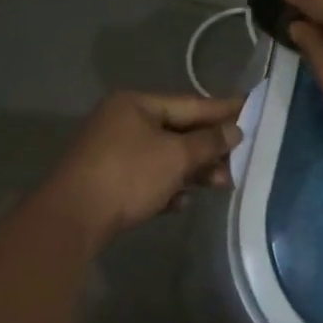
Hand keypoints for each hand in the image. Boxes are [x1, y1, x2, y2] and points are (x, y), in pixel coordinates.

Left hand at [39, 92, 243, 244]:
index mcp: (136, 105)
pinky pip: (147, 179)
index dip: (222, 110)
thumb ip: (208, 142)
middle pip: (177, 132)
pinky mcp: (108, 182)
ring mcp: (112, 153)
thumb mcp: (176, 156)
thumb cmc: (128, 175)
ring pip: (164, 158)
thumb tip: (234, 130)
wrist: (72, 219)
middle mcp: (123, 122)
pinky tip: (181, 203)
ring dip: (192, 171)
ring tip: (220, 185)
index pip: (189, 104)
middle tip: (239, 161)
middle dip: (209, 149)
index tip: (251, 110)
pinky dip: (166, 188)